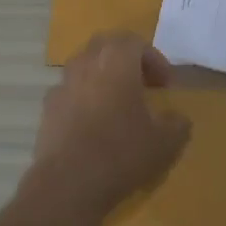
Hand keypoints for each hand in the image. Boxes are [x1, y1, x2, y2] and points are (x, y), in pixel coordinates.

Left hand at [28, 34, 192, 219]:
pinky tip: (93, 126)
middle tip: (141, 84)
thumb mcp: (165, 143)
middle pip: (105, 46)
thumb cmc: (122, 153)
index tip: (164, 85)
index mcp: (116, 61)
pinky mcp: (47, 109)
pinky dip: (84, 99)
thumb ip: (177, 124)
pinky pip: (70, 92)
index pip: (135, 42)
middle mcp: (85, 63)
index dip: (153, 59)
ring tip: (117, 105)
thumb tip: (177, 118)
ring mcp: (62, 85)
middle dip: (125, 59)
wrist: (68, 184)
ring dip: (102, 77)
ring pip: (84, 67)